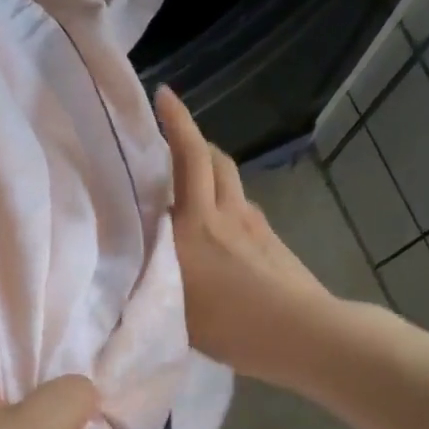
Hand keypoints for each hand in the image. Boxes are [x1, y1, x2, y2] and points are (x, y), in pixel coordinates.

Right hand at [155, 85, 334, 383]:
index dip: (175, 124)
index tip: (164, 94)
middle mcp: (222, 214)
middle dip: (190, 136)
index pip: (185, 160)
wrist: (300, 333)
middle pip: (211, 158)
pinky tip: (220, 221)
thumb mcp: (172, 310)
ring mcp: (252, 224)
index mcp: (192, 226)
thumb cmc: (230, 326)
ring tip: (192, 174)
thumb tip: (129, 272)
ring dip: (210, 164)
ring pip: (230, 178)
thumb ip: (149, 282)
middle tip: (171, 133)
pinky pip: (243, 203)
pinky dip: (227, 197)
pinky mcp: (271, 239)